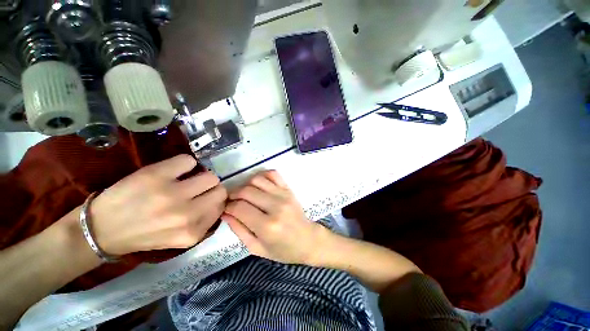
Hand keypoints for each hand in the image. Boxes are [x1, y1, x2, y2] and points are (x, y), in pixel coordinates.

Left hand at [90, 155, 226, 255]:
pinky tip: (173, 171)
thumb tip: (219, 201)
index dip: (215, 201)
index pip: (221, 206)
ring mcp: (172, 194)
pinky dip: (185, 164)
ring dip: (201, 176)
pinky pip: (189, 161)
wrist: (101, 230)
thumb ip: (204, 222)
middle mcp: (187, 214)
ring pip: (209, 176)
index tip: (206, 199)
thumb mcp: (181, 238)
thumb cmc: (144, 234)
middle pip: (220, 190)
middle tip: (198, 189)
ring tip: (187, 180)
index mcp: (192, 232)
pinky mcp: (156, 176)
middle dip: (211, 189)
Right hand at [224, 170, 329, 264]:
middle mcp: (275, 207)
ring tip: (244, 194)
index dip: (227, 206)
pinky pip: (273, 174)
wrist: (308, 240)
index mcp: (267, 226)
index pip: (239, 207)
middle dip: (233, 194)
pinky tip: (258, 185)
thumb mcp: (257, 248)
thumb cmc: (283, 249)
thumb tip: (225, 212)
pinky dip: (262, 175)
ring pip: (257, 180)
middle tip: (232, 200)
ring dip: (246, 184)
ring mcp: (284, 195)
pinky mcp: (289, 189)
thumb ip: (239, 230)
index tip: (225, 208)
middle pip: (246, 191)